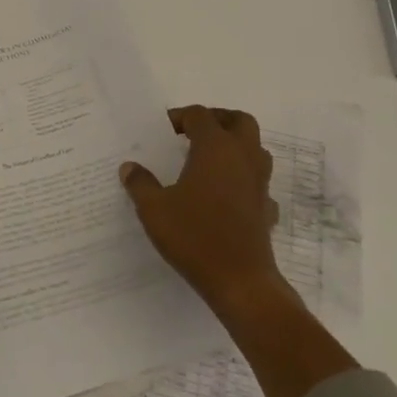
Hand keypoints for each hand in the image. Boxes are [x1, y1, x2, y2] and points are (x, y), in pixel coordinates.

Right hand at [121, 105, 291, 317]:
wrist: (240, 281)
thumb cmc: (194, 236)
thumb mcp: (154, 209)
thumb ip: (140, 184)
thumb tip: (129, 167)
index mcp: (215, 148)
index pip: (200, 115)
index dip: (180, 117)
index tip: (163, 130)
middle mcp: (242, 158)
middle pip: (240, 121)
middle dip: (218, 120)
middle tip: (195, 132)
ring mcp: (259, 184)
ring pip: (256, 149)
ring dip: (236, 146)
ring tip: (210, 160)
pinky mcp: (266, 209)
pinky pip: (259, 183)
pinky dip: (245, 181)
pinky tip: (227, 196)